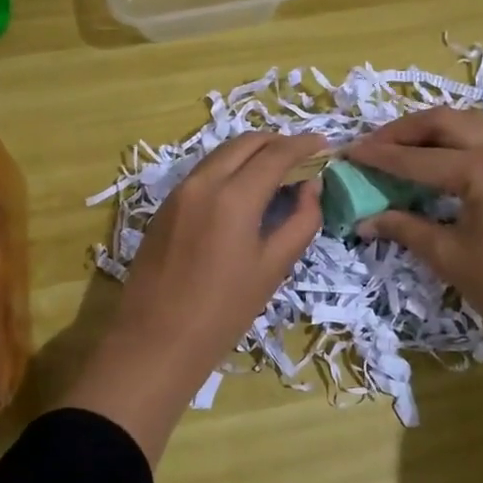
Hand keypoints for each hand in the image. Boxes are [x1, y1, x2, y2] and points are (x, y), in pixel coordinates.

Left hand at [66, 132, 324, 462]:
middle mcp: (203, 182)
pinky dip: (229, 169)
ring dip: (251, 153)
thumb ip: (300, 221)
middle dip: (277, 142)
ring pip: (221, 154)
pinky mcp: (164, 206)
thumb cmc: (224, 311)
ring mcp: (178, 192)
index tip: (324, 145)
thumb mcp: (273, 268)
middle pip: (245, 142)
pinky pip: (203, 172)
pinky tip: (242, 191)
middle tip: (302, 156)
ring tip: (275, 171)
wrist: (157, 340)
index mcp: (234, 197)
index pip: (276, 154)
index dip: (304, 145)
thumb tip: (310, 188)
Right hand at [348, 107, 482, 351]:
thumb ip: (404, 228)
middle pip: (444, 121)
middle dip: (403, 130)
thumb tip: (364, 221)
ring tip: (400, 147)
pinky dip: (455, 139)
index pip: (418, 158)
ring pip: (468, 123)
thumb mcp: (448, 256)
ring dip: (431, 129)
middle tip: (372, 145)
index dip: (379, 157)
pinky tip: (437, 159)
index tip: (348, 153)